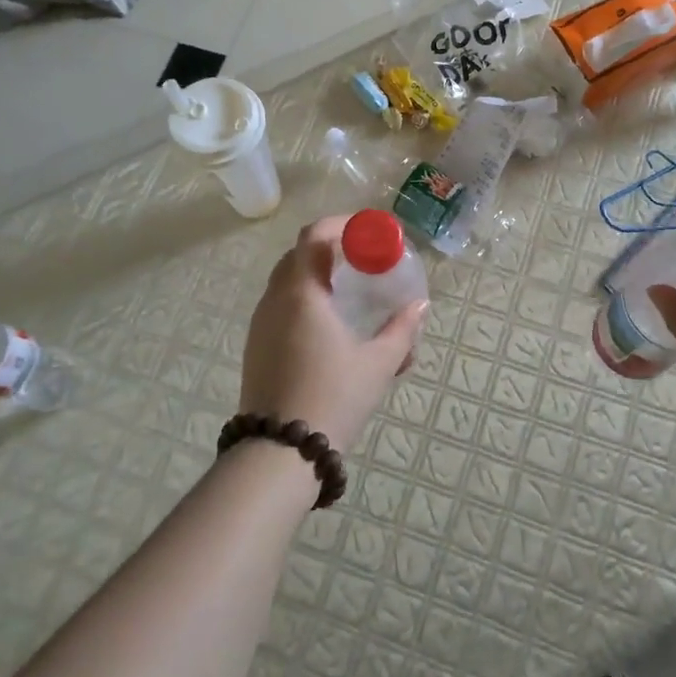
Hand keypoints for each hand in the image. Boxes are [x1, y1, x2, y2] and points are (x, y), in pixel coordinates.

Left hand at [239, 216, 426, 451]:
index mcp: (302, 293)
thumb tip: (420, 305)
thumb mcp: (378, 364)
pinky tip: (326, 324)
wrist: (280, 451)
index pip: (314, 236)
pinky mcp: (255, 346)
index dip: (340, 224)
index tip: (366, 231)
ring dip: (314, 274)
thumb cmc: (333, 398)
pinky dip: (302, 299)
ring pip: (286, 281)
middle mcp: (274, 300)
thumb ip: (401, 330)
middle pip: (298, 255)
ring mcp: (260, 323)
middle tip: (361, 259)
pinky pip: (279, 305)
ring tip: (347, 291)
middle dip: (329, 248)